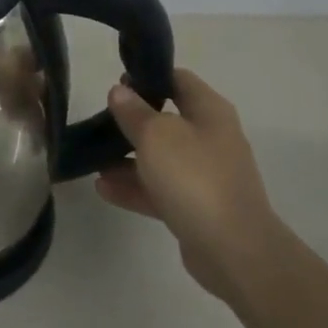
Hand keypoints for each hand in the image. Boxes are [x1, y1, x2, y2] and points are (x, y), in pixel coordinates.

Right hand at [95, 69, 283, 301]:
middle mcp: (211, 138)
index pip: (178, 79)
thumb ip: (133, 111)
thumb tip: (120, 91)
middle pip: (166, 119)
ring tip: (93, 159)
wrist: (235, 251)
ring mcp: (206, 175)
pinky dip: (135, 187)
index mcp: (209, 111)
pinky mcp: (198, 207)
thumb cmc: (194, 177)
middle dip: (131, 121)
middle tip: (99, 123)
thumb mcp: (155, 135)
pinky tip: (103, 188)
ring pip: (161, 157)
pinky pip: (161, 189)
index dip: (147, 76)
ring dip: (127, 157)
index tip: (116, 83)